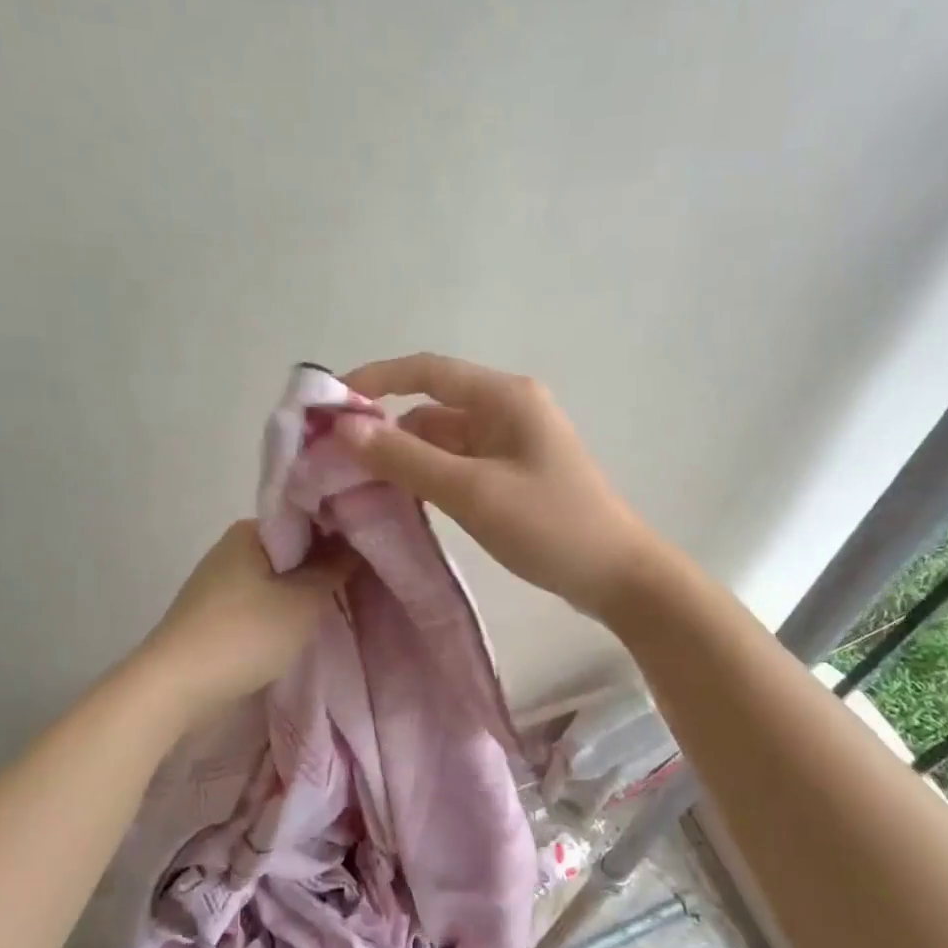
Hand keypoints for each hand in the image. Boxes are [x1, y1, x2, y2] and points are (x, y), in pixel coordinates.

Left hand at [140, 520, 353, 715]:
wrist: (174, 687)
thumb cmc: (245, 634)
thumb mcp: (303, 601)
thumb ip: (334, 568)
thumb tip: (356, 542)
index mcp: (251, 530)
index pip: (307, 519)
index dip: (341, 532)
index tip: (370, 551)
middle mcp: (233, 547)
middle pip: (293, 549)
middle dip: (324, 565)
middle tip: (361, 581)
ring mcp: (220, 581)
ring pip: (277, 577)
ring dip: (303, 590)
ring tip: (338, 604)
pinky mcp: (215, 612)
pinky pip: (260, 600)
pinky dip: (282, 609)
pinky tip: (302, 625)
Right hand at [337, 354, 656, 618]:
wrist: (618, 576)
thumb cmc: (549, 525)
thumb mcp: (472, 492)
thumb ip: (406, 459)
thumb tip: (344, 429)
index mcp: (504, 396)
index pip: (426, 370)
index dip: (375, 379)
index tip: (329, 403)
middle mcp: (506, 409)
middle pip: (432, 406)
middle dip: (385, 426)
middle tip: (335, 458)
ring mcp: (511, 443)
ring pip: (442, 438)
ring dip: (405, 455)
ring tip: (358, 483)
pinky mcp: (511, 474)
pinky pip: (458, 463)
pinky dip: (428, 475)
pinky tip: (401, 498)